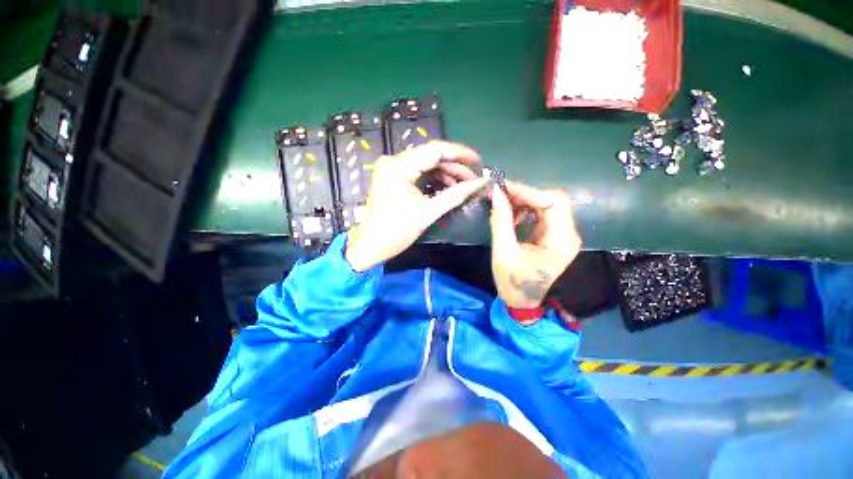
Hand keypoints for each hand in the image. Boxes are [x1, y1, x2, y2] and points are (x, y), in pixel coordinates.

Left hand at [345, 141, 488, 271]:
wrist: (371, 245)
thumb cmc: (397, 231)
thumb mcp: (428, 212)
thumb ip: (456, 195)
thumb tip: (481, 182)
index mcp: (399, 167)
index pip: (435, 150)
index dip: (460, 153)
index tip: (479, 161)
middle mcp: (393, 160)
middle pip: (430, 155)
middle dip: (454, 166)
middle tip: (473, 178)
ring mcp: (391, 167)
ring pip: (425, 163)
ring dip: (445, 172)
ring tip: (463, 185)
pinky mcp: (392, 175)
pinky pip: (417, 171)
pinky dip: (433, 177)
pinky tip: (447, 186)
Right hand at [490, 182, 580, 307]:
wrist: (522, 301)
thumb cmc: (512, 281)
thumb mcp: (503, 251)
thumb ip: (500, 220)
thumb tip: (496, 193)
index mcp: (561, 241)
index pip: (553, 202)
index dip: (528, 191)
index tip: (504, 188)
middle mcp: (569, 235)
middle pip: (553, 200)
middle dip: (526, 195)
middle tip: (502, 195)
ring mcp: (564, 235)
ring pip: (548, 205)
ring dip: (525, 202)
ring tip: (504, 206)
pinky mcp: (555, 237)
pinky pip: (544, 214)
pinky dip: (527, 210)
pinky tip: (512, 216)